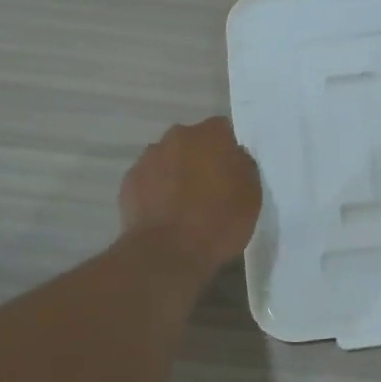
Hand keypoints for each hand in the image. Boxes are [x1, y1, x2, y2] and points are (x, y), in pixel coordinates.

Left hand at [119, 117, 262, 274]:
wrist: (168, 252)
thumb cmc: (219, 221)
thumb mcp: (251, 195)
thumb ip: (243, 167)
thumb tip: (234, 158)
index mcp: (210, 135)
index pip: (224, 130)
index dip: (229, 149)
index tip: (233, 170)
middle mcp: (177, 137)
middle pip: (192, 142)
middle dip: (200, 158)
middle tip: (210, 187)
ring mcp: (148, 158)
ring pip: (168, 159)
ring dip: (176, 173)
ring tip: (184, 204)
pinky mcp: (128, 181)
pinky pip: (149, 180)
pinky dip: (156, 191)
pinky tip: (164, 214)